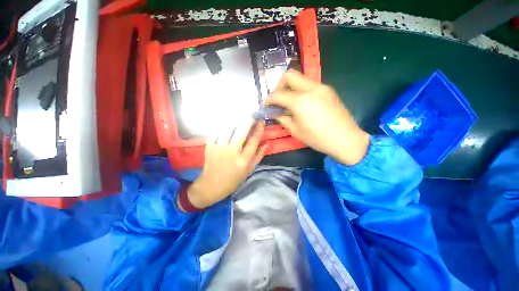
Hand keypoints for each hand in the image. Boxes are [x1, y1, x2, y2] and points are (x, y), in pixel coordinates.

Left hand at [181, 119, 266, 210]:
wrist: (212, 185)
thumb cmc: (233, 179)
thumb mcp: (249, 170)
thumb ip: (258, 156)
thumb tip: (266, 143)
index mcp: (243, 160)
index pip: (253, 141)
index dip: (259, 129)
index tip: (261, 121)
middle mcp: (232, 152)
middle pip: (241, 132)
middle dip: (248, 120)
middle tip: (252, 114)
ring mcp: (219, 149)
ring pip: (228, 129)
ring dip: (235, 120)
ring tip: (240, 115)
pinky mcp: (209, 147)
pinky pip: (215, 132)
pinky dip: (221, 125)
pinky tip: (226, 121)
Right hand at [265, 70, 369, 164]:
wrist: (346, 139)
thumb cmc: (317, 138)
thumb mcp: (295, 130)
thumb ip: (282, 118)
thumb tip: (274, 112)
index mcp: (300, 101)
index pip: (278, 94)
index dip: (269, 100)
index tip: (266, 105)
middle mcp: (310, 88)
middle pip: (289, 75)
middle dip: (279, 86)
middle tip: (278, 100)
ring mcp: (321, 87)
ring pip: (300, 78)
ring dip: (291, 88)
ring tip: (289, 103)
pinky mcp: (328, 90)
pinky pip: (309, 84)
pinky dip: (301, 90)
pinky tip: (302, 103)